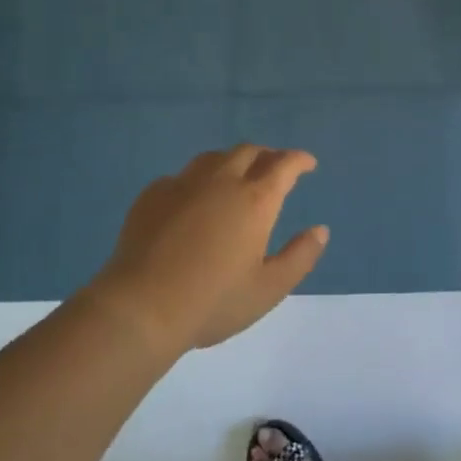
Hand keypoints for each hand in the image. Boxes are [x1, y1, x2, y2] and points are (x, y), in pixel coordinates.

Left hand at [86, 145, 328, 353]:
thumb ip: (300, 257)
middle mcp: (221, 181)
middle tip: (274, 169)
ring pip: (213, 157)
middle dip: (267, 156)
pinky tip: (193, 200)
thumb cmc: (213, 302)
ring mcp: (183, 184)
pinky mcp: (152, 194)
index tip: (308, 164)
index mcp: (255, 200)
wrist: (140, 307)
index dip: (299, 159)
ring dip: (232, 161)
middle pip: (248, 152)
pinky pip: (182, 176)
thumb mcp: (268, 289)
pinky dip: (197, 180)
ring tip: (235, 177)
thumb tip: (320, 230)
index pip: (284, 164)